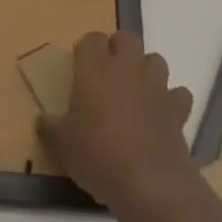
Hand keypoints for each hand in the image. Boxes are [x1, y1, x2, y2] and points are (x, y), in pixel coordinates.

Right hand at [37, 31, 195, 212]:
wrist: (148, 183)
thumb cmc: (97, 156)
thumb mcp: (61, 145)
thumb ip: (50, 127)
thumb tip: (43, 120)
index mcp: (94, 70)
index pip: (92, 39)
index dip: (86, 49)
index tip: (80, 66)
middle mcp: (127, 69)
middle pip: (127, 38)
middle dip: (118, 49)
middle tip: (107, 73)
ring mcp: (156, 87)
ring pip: (156, 59)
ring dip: (146, 70)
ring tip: (135, 91)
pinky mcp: (177, 109)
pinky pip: (178, 93)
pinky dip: (171, 99)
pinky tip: (162, 114)